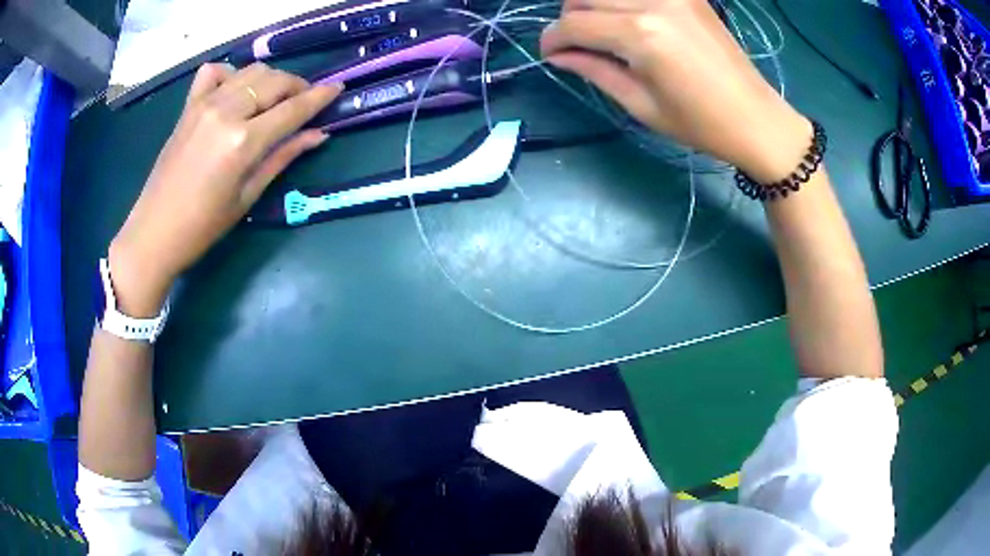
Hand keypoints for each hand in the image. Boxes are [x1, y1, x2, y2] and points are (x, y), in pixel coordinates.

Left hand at [109, 63, 341, 314]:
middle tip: (303, 103)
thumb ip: (283, 157)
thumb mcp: (248, 196)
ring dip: (270, 80)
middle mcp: (227, 112)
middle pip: (274, 81)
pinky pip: (214, 72)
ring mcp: (205, 105)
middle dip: (296, 86)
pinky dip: (230, 74)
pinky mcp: (189, 107)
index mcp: (243, 141)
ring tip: (274, 98)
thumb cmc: (203, 226)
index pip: (292, 109)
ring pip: (250, 71)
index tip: (337, 88)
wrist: (155, 232)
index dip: (319, 97)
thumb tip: (318, 135)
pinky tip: (234, 91)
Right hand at [541, 0, 810, 182]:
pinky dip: (622, 2)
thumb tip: (558, 55)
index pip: (573, 24)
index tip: (550, 55)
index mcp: (639, 35)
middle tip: (577, 45)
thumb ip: (595, 71)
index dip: (552, 40)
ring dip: (593, 5)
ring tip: (601, 30)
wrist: (755, 118)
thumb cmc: (700, 124)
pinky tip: (628, 19)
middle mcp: (651, 2)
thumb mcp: (641, 105)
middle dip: (569, 19)